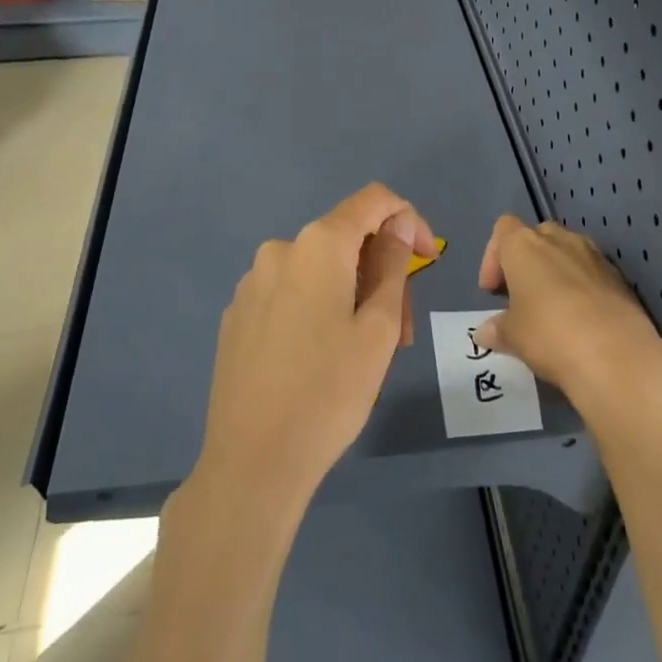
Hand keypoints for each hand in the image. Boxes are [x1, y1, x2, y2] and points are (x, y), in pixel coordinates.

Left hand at [195, 183, 437, 515]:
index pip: (373, 200)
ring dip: (352, 294)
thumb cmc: (329, 392)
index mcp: (317, 245)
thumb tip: (396, 226)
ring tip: (365, 351)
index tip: (424, 258)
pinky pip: (290, 292)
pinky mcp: (237, 315)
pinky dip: (318, 308)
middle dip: (382, 270)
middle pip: (346, 239)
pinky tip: (322, 357)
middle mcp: (279, 251)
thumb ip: (392, 265)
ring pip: (318, 270)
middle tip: (401, 328)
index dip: (407, 218)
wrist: (252, 461)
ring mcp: (251, 284)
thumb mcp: (379, 328)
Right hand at [476, 217, 661, 428]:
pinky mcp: (620, 277)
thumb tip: (486, 331)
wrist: (616, 354)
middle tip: (520, 297)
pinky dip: (581, 287)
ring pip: (568, 252)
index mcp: (525, 246)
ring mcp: (595, 256)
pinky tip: (581, 320)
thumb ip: (497, 328)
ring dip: (555, 272)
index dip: (493, 257)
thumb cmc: (549, 334)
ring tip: (551, 309)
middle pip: (537, 235)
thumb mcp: (513, 336)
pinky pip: (592, 272)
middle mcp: (561, 240)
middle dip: (526, 262)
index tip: (493, 291)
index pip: (504, 228)